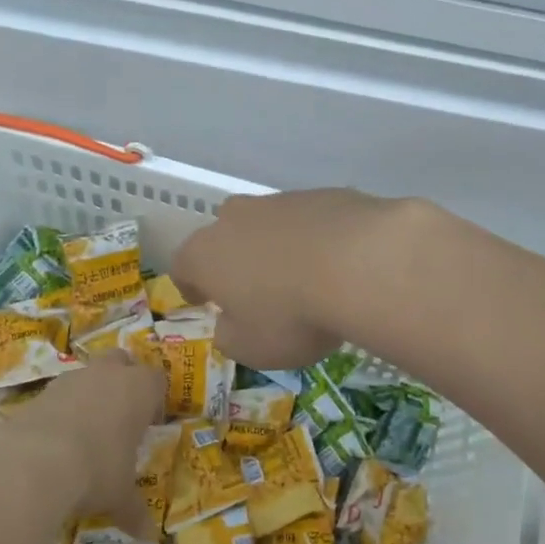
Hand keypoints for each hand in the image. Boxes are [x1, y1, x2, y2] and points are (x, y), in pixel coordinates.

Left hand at [0, 356, 164, 537]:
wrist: (33, 463)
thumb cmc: (96, 471)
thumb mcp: (120, 496)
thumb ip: (135, 511)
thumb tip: (149, 537)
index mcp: (139, 389)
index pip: (156, 380)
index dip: (154, 400)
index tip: (149, 425)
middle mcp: (107, 374)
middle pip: (122, 361)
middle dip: (122, 380)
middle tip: (120, 416)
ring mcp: (71, 379)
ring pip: (87, 374)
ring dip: (89, 394)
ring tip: (85, 432)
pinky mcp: (39, 392)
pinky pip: (57, 394)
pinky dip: (60, 410)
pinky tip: (55, 441)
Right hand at [171, 189, 425, 368]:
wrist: (362, 264)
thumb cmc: (291, 315)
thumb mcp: (251, 348)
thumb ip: (230, 337)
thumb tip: (230, 325)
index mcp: (205, 253)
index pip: (183, 266)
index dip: (191, 286)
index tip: (204, 302)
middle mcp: (236, 218)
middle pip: (225, 237)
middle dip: (235, 261)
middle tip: (255, 291)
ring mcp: (281, 201)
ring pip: (268, 226)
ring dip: (277, 249)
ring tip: (303, 281)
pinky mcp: (324, 194)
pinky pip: (310, 222)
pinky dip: (316, 240)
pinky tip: (338, 266)